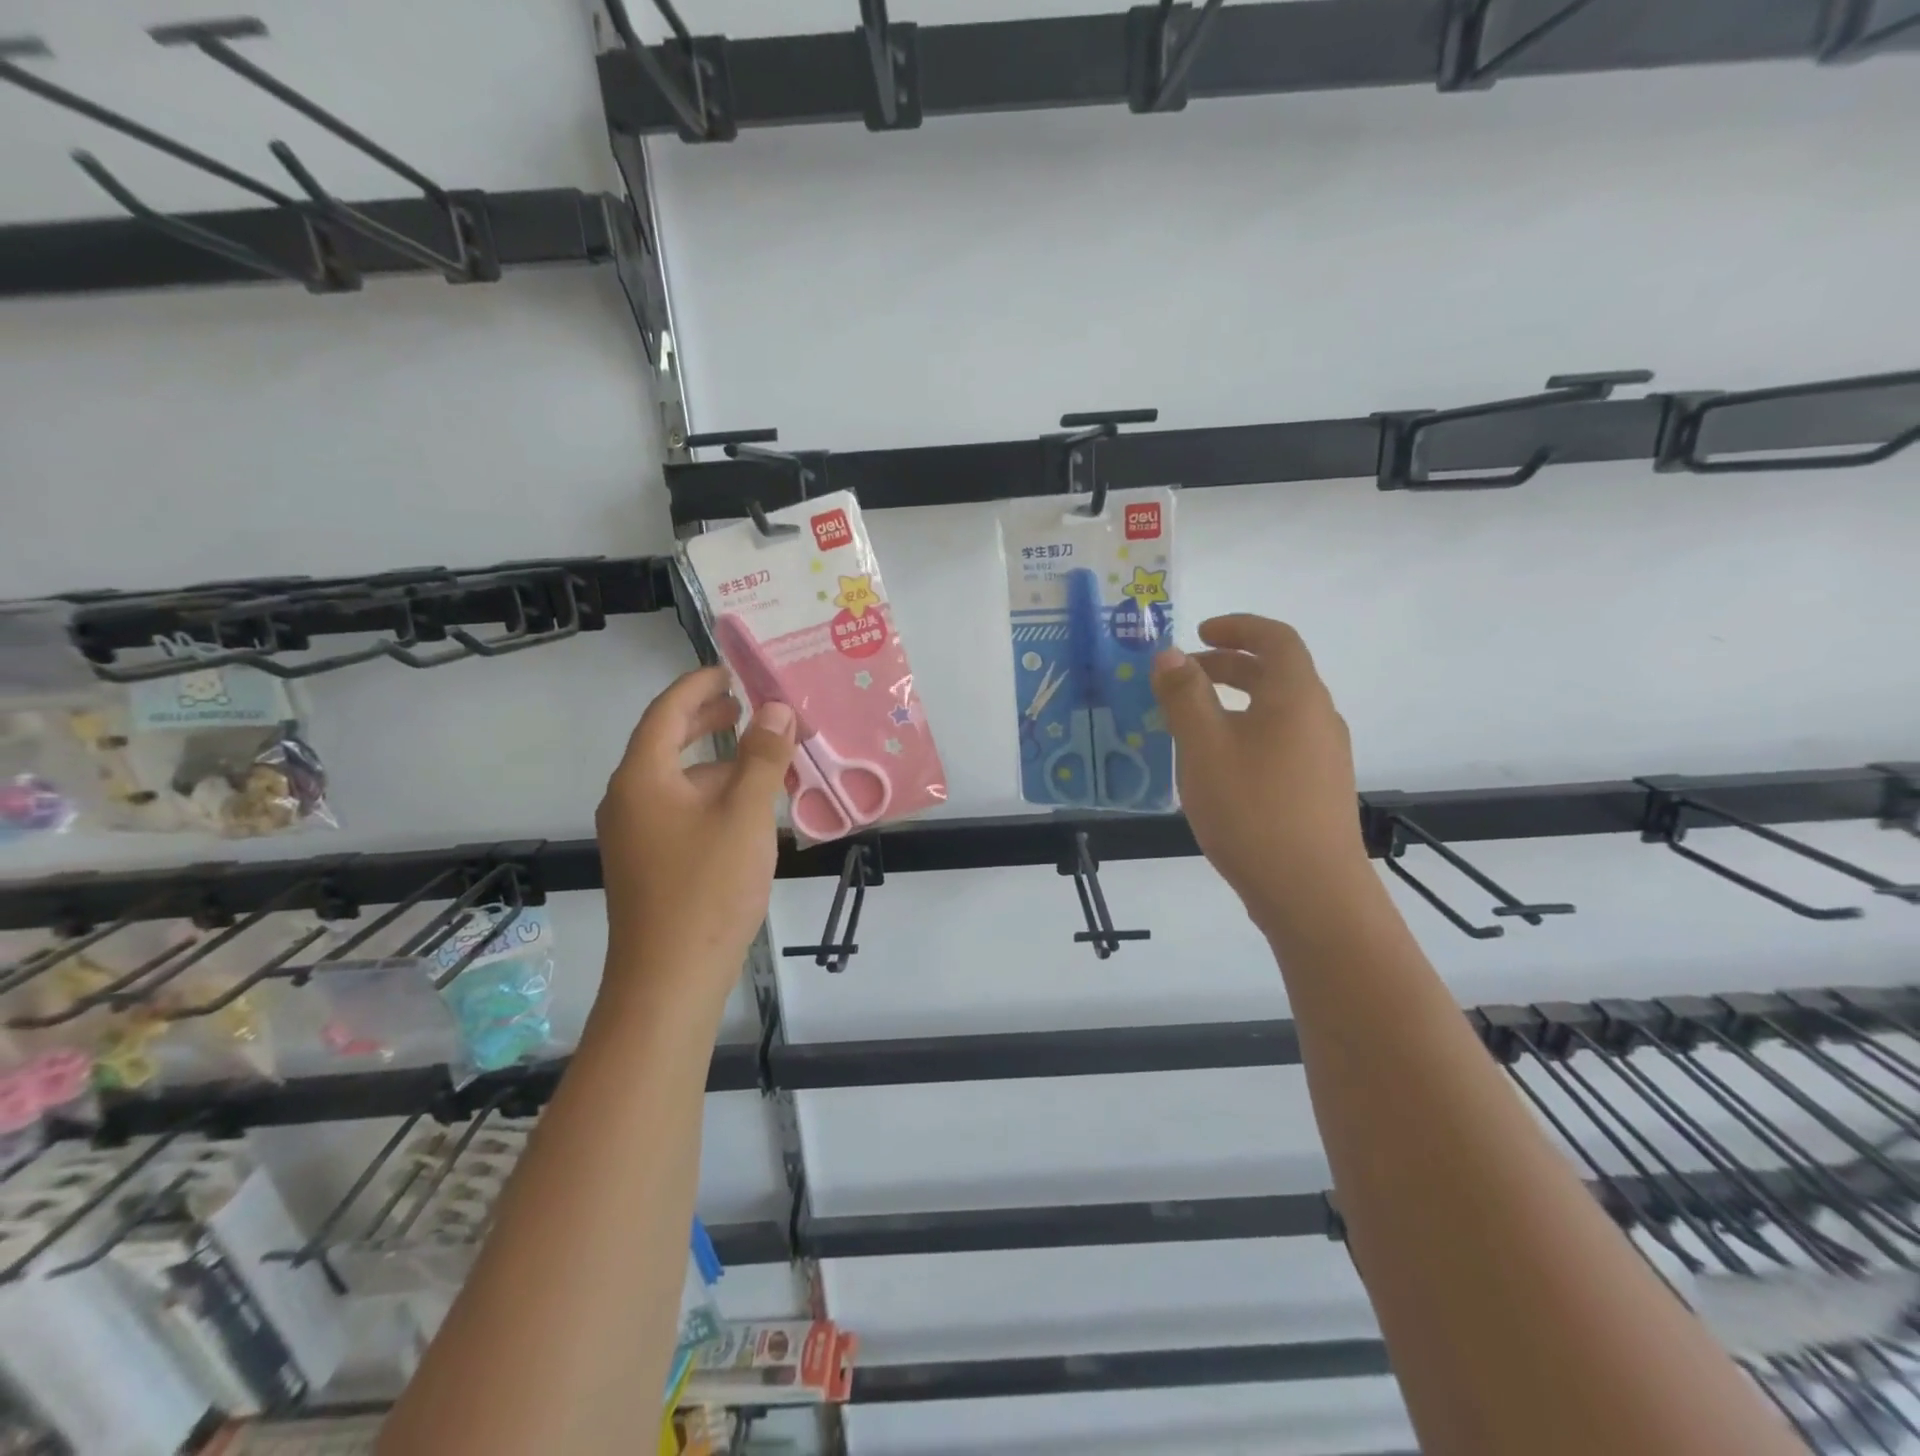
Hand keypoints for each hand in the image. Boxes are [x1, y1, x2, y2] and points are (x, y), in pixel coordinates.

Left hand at [595, 667, 795, 1010]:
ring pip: (676, 780)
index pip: (666, 712)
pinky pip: (679, 810)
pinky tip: (747, 808)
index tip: (730, 672)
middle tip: (745, 705)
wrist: (670, 978)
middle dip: (706, 720)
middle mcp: (629, 799)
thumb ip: (762, 757)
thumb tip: (776, 708)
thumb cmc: (708, 888)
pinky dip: (711, 795)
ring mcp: (635, 834)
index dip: (698, 686)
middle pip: (666, 743)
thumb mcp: (745, 815)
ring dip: (715, 762)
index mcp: (642, 778)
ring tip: (761, 756)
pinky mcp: (648, 863)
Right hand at [1150, 615, 1373, 937]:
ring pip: (1275, 711)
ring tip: (1189, 724)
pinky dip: (1245, 734)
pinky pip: (1278, 742)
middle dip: (1226, 666)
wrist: (1311, 893)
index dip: (1237, 627)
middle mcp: (1317, 718)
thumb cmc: (1252, 808)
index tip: (1198, 633)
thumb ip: (1184, 696)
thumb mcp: (1204, 747)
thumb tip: (1170, 655)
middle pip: (1275, 673)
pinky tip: (1215, 768)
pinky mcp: (1317, 790)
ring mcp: (1322, 757)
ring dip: (1233, 703)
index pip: (1275, 638)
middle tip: (1181, 678)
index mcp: (1296, 696)